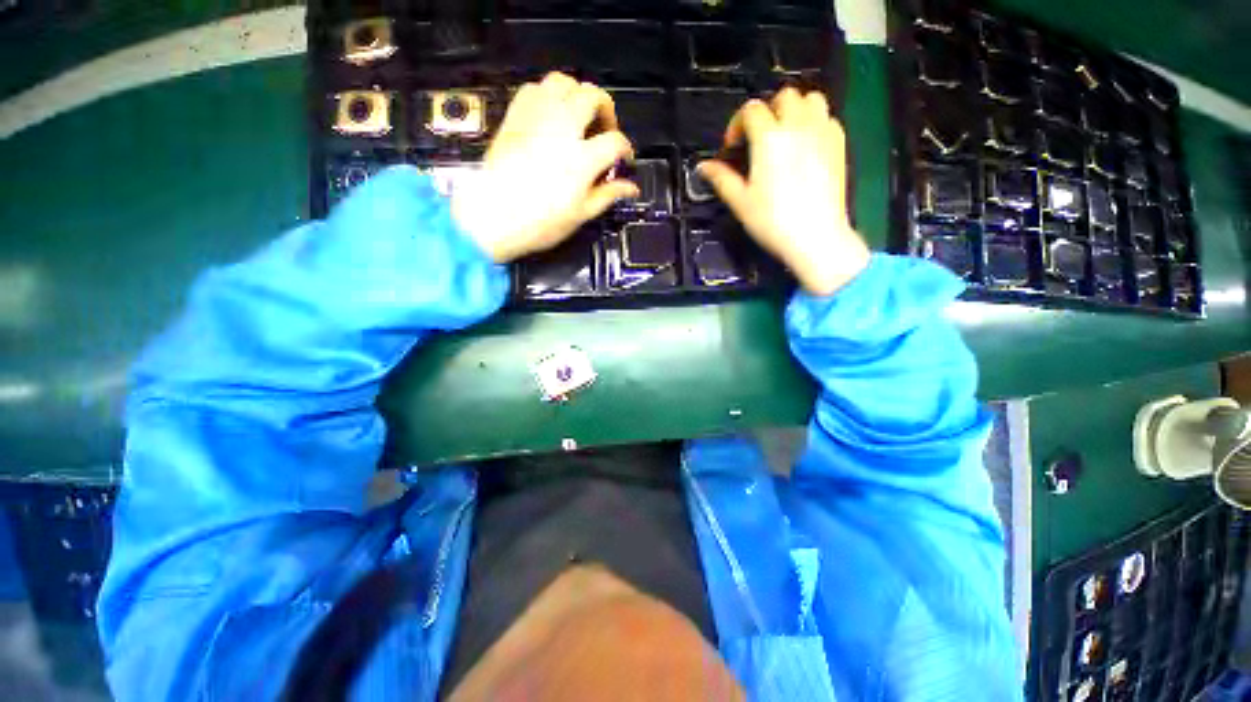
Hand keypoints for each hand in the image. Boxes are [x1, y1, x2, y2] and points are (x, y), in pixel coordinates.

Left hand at [451, 73, 639, 262]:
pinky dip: (548, 95)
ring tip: (580, 116)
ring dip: (578, 94)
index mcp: (581, 159)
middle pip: (592, 97)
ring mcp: (535, 119)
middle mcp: (561, 129)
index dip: (627, 150)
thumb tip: (630, 188)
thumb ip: (608, 196)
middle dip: (606, 109)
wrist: (491, 217)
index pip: (616, 142)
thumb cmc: (538, 223)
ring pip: (563, 83)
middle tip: (606, 130)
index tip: (625, 160)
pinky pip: (534, 89)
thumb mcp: (580, 215)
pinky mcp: (515, 118)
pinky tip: (552, 115)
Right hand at [697, 89, 869, 295]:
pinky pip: (827, 116)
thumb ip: (721, 178)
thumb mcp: (740, 202)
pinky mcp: (839, 143)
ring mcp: (823, 131)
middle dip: (767, 112)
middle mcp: (798, 124)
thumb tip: (703, 166)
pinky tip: (806, 146)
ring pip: (811, 99)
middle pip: (783, 97)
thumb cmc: (772, 220)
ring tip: (785, 136)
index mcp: (769, 137)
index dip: (736, 125)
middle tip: (758, 140)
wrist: (815, 236)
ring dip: (794, 110)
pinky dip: (814, 122)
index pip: (751, 110)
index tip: (732, 148)